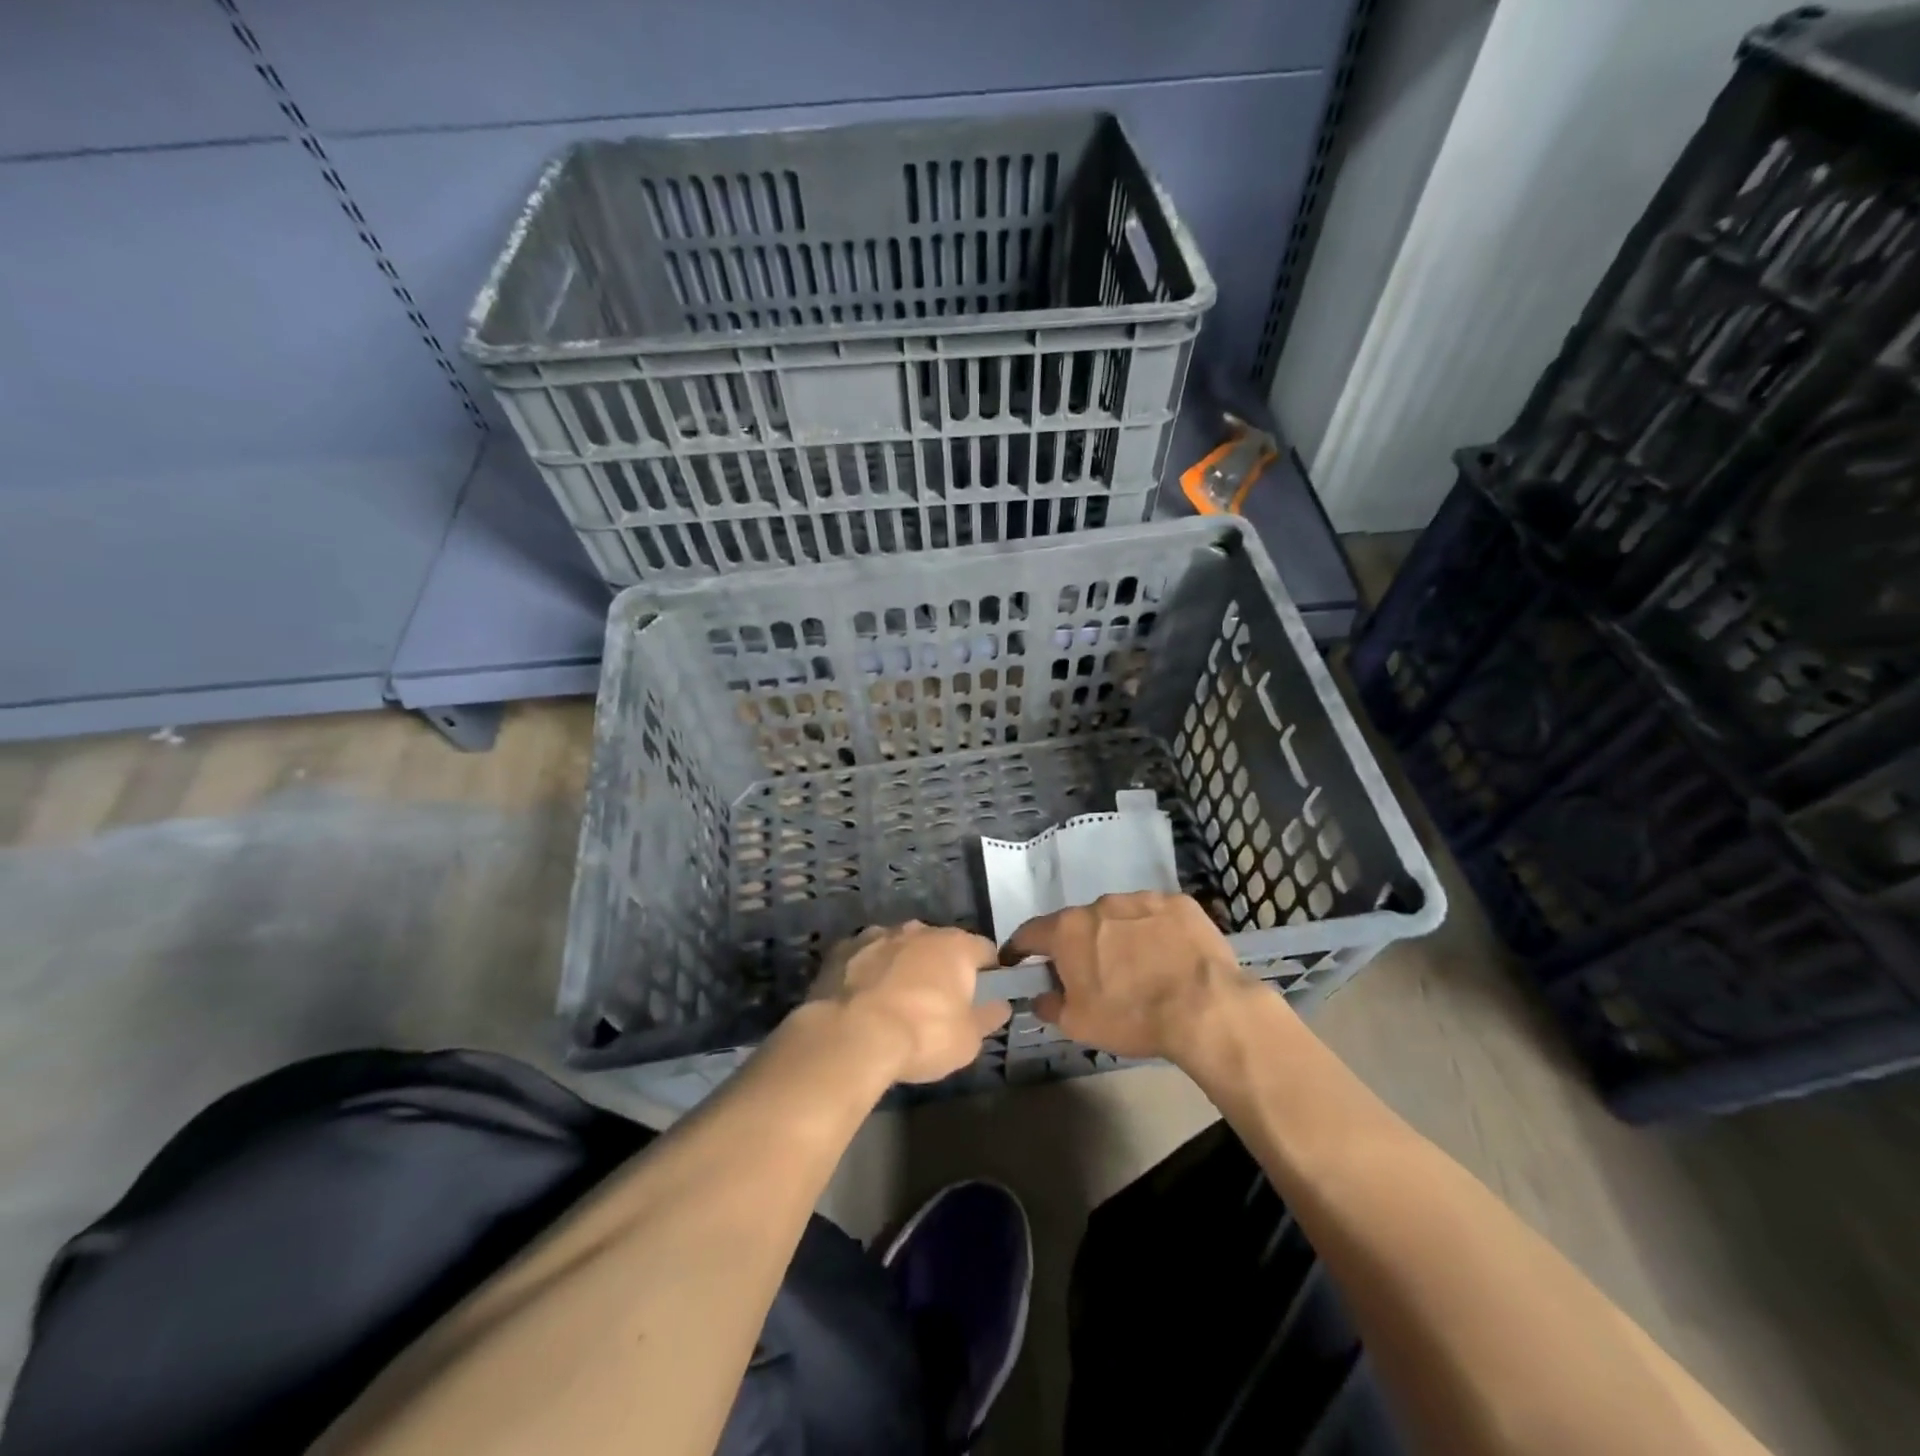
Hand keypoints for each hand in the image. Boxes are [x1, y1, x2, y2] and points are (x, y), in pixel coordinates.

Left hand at [810, 923, 1011, 1083]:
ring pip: (899, 947)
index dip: (988, 972)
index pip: (984, 950)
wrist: (851, 1036)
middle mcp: (918, 930)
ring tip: (895, 1003)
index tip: (983, 995)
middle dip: (940, 967)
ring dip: (902, 966)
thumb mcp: (968, 1040)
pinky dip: (868, 972)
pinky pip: (864, 957)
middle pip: (939, 944)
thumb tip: (1000, 1004)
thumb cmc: (922, 1035)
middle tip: (937, 1003)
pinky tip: (862, 1000)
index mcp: (955, 945)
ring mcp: (877, 935)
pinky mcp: (842, 948)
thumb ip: (987, 1017)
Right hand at [1006, 891, 1270, 1061]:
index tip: (1018, 961)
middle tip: (1091, 974)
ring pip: (1118, 916)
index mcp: (1068, 930)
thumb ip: (1050, 1006)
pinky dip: (1154, 932)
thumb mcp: (1079, 1025)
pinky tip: (1168, 957)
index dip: (1020, 948)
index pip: (1030, 932)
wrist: (1206, 1008)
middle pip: (1078, 923)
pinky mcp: (1178, 903)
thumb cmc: (1132, 1017)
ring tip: (1137, 967)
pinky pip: (1156, 916)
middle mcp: (1100, 904)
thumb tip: (1040, 997)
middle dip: (1078, 945)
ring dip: (1118, 936)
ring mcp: (1142, 899)